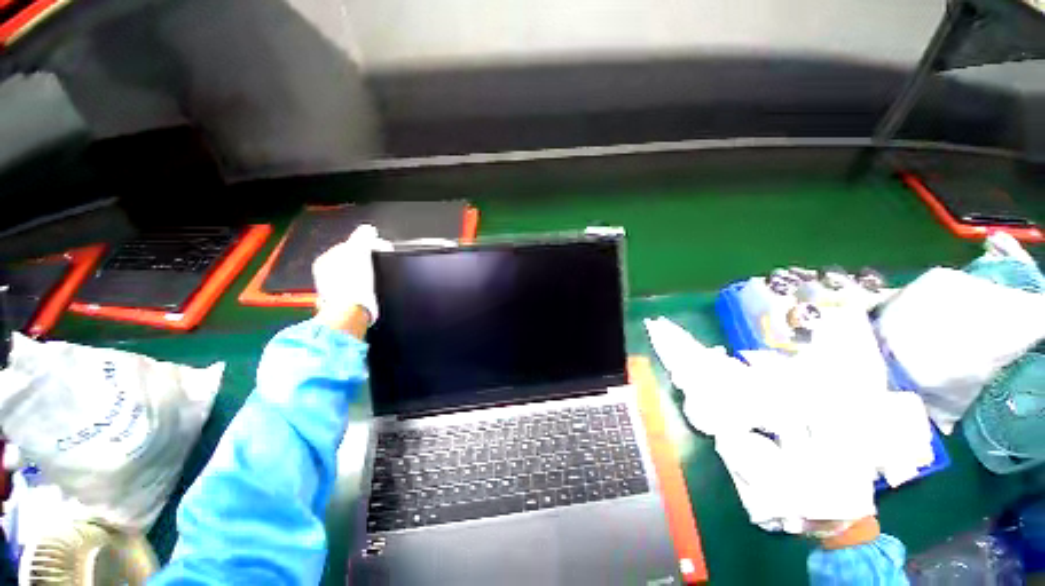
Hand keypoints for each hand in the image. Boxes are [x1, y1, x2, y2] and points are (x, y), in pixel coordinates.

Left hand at [312, 224, 391, 335]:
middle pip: (351, 262)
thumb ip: (362, 237)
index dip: (368, 246)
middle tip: (382, 263)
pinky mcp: (345, 304)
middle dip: (367, 261)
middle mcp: (326, 276)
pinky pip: (357, 290)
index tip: (382, 250)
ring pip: (354, 277)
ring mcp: (334, 291)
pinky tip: (373, 290)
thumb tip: (367, 229)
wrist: (352, 312)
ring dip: (367, 275)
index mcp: (326, 260)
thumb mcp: (359, 251)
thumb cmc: (353, 281)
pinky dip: (365, 289)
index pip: (349, 246)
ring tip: (379, 277)